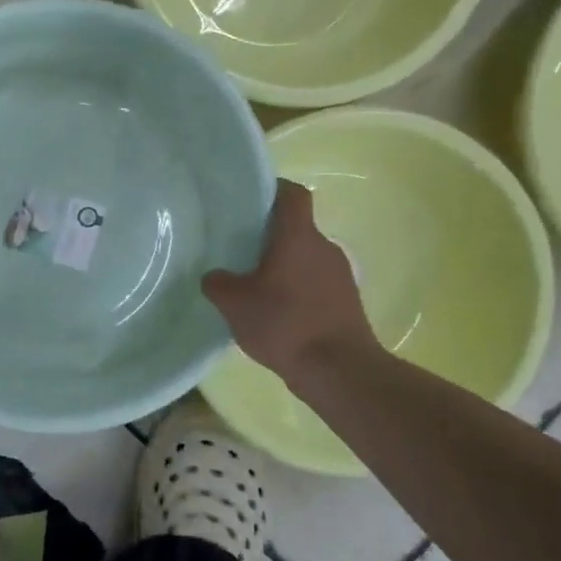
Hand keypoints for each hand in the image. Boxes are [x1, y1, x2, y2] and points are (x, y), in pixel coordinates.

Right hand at [203, 180, 380, 386]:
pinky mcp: (346, 302)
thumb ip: (218, 284)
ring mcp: (340, 275)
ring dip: (283, 266)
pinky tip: (276, 313)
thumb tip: (214, 277)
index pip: (292, 194)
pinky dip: (296, 290)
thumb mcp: (235, 304)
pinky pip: (315, 283)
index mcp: (298, 236)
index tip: (251, 199)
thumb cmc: (285, 324)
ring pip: (305, 258)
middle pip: (296, 228)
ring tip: (254, 286)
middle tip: (239, 248)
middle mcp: (324, 247)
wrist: (340, 371)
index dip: (273, 189)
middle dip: (269, 236)